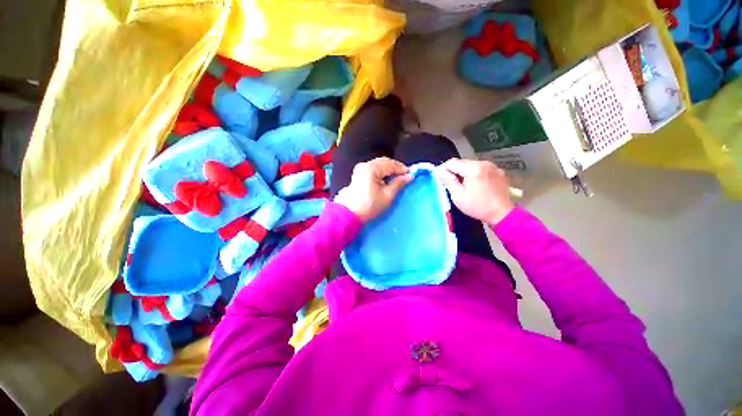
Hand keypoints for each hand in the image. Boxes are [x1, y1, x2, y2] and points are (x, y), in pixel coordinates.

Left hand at [335, 157, 412, 221]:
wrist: (350, 214)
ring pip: (379, 164)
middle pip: (384, 162)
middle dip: (395, 167)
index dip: (402, 169)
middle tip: (405, 175)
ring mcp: (360, 168)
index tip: (411, 174)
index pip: (391, 164)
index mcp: (371, 168)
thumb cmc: (370, 205)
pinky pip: (373, 168)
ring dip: (389, 169)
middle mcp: (365, 165)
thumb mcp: (387, 195)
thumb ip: (398, 183)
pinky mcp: (358, 174)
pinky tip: (387, 178)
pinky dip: (382, 171)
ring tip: (398, 177)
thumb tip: (409, 176)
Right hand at [436, 158, 514, 224]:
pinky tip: (473, 183)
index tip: (437, 176)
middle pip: (462, 162)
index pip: (452, 163)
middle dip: (452, 170)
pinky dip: (473, 173)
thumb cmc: (478, 207)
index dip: (442, 168)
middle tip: (447, 181)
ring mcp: (493, 166)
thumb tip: (439, 171)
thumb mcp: (458, 196)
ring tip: (460, 183)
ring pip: (471, 164)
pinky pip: (480, 168)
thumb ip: (448, 181)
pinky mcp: (498, 171)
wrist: (502, 214)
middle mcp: (484, 163)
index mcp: (474, 169)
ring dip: (463, 171)